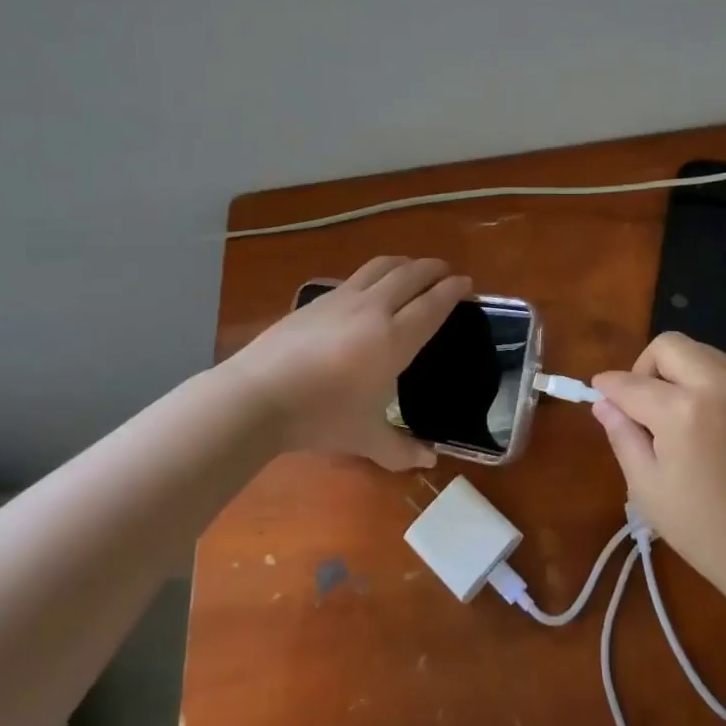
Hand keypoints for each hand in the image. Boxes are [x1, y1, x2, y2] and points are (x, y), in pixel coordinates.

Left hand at [218, 256, 470, 471]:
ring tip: (412, 267)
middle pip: (410, 275)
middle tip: (445, 271)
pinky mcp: (316, 300)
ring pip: (381, 267)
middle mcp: (374, 309)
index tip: (466, 283)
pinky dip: (374, 274)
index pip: (432, 304)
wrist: (258, 396)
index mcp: (394, 339)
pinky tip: (369, 287)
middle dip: (433, 268)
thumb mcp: (365, 439)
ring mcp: (342, 299)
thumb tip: (429, 462)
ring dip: (403, 263)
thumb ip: (401, 449)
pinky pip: (355, 277)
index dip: (453, 291)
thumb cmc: (321, 417)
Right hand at [592, 332, 725, 597]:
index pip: (629, 384)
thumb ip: (622, 436)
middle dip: (645, 368)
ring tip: (682, 403)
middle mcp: (716, 388)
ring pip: (707, 350)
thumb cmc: (702, 530)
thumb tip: (604, 403)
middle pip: (668, 347)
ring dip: (685, 368)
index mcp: (678, 412)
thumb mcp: (646, 488)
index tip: (599, 396)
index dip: (607, 388)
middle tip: (642, 406)